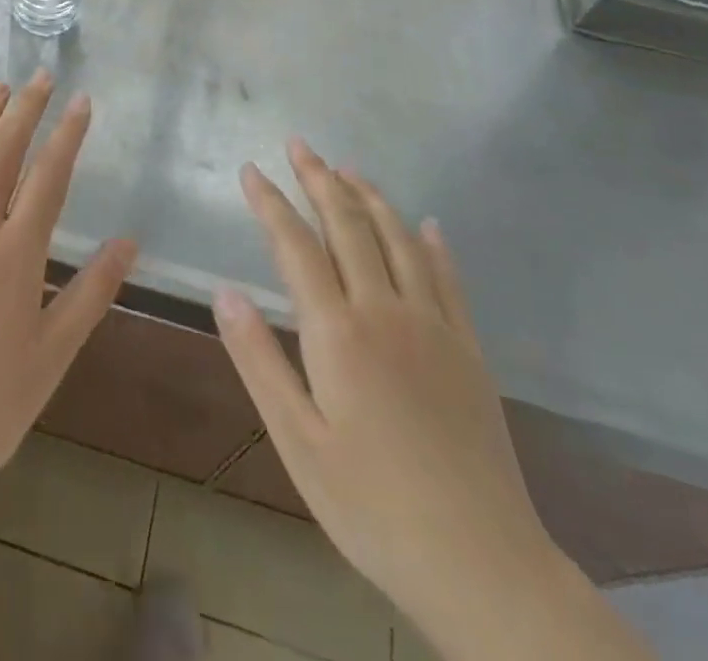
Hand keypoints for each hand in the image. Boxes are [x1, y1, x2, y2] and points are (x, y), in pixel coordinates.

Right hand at [215, 141, 650, 660]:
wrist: (482, 564)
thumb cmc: (371, 506)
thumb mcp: (296, 442)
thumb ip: (259, 359)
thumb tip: (225, 291)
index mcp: (337, 332)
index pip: (296, 245)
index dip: (270, 202)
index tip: (251, 170)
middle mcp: (386, 310)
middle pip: (348, 225)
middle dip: (319, 179)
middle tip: (299, 144)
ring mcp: (434, 325)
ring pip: (397, 238)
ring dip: (369, 196)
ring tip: (347, 168)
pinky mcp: (468, 348)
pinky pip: (448, 277)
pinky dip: (431, 242)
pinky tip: (425, 223)